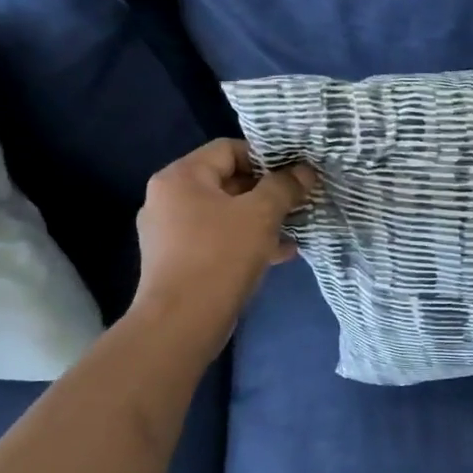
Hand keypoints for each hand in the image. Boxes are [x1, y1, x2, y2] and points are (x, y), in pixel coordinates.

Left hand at [130, 139, 317, 360]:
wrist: (181, 322)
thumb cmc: (220, 256)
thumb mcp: (261, 215)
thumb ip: (284, 187)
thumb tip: (304, 172)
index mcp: (180, 177)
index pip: (228, 149)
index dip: (266, 157)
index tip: (295, 175)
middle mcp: (168, 199)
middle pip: (227, 181)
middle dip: (267, 192)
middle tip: (299, 202)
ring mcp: (170, 232)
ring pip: (225, 214)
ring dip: (261, 219)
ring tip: (294, 229)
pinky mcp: (178, 261)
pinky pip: (218, 240)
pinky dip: (246, 242)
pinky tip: (279, 254)